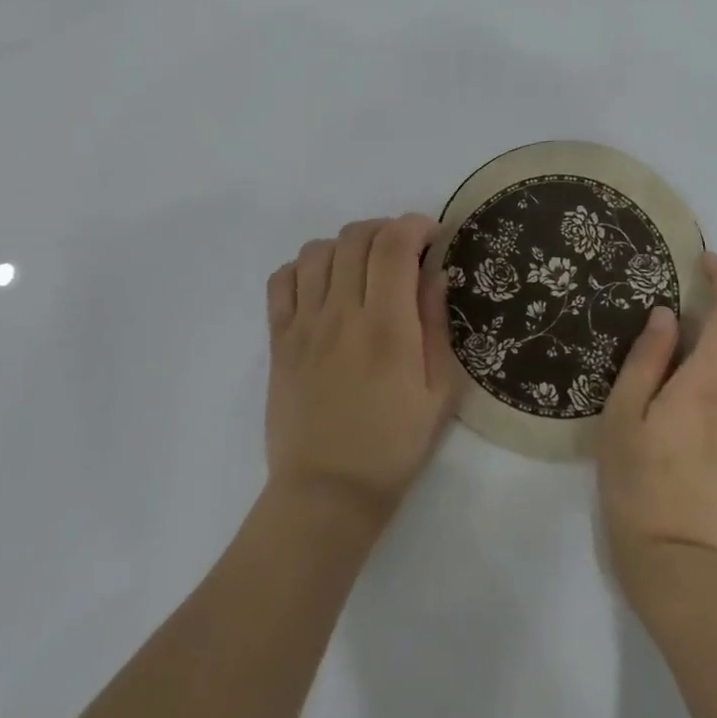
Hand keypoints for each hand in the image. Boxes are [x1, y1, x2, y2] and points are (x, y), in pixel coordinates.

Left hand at [264, 215, 457, 526]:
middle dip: (385, 229)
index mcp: (386, 327)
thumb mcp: (438, 392)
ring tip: (363, 268)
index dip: (414, 225)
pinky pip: (281, 280)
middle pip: (355, 237)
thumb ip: (436, 324)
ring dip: (345, 245)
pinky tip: (323, 286)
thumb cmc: (393, 446)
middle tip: (403, 251)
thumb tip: (435, 272)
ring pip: (316, 251)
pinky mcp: (278, 340)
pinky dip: (303, 268)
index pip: (393, 245)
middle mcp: (341, 314)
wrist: (327, 492)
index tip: (432, 236)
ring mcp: (303, 325)